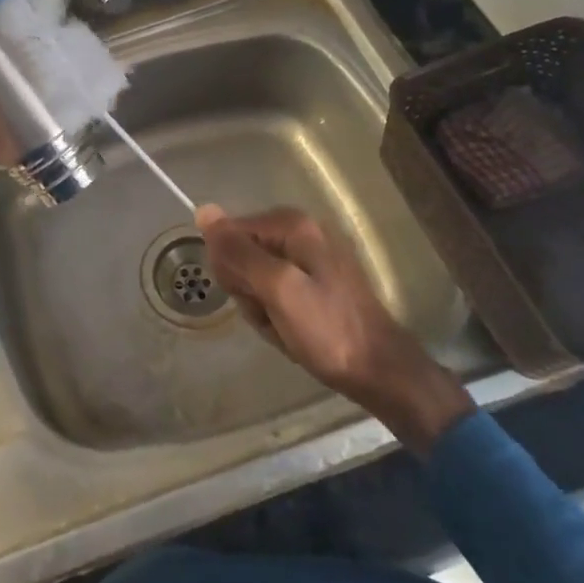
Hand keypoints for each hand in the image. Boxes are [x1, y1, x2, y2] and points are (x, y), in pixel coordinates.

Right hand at [195, 205, 473, 455]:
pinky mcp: (316, 282)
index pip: (230, 234)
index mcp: (292, 225)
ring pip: (256, 278)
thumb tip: (203, 211)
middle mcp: (300, 232)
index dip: (231, 269)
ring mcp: (310, 257)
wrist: (380, 372)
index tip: (251, 296)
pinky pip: (275, 292)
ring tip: (284, 326)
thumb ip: (239, 251)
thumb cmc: (328, 330)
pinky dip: (276, 314)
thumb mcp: (277, 289)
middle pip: (242, 254)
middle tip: (271, 314)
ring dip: (261, 307)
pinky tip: (292, 331)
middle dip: (248, 290)